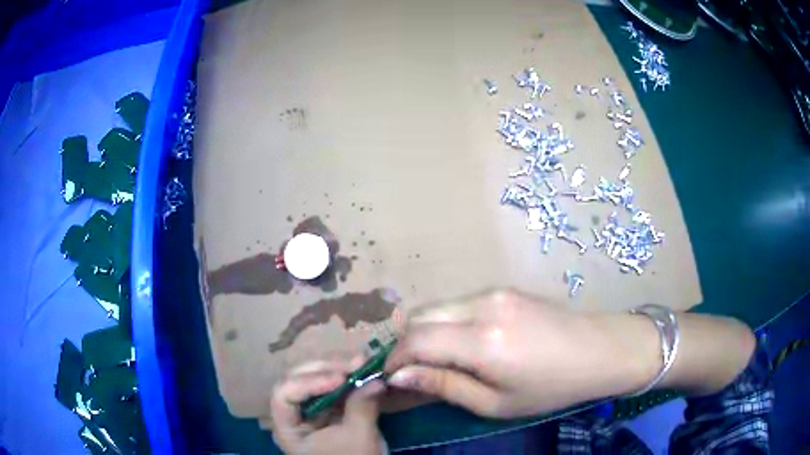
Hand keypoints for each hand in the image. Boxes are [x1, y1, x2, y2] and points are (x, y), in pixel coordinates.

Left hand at [270, 358, 384, 454]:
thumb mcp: (359, 438)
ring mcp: (310, 410)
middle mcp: (293, 415)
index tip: (339, 378)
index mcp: (288, 428)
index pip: (283, 395)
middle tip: (355, 362)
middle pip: (297, 380)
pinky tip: (362, 370)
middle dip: (326, 369)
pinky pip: (332, 387)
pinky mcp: (327, 409)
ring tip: (362, 362)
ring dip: (338, 368)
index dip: (308, 382)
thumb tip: (376, 378)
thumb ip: (363, 407)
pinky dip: (347, 377)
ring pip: (313, 379)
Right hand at [384, 289, 658, 417]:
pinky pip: (458, 303)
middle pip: (419, 315)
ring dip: (426, 332)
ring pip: (437, 306)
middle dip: (406, 343)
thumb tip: (399, 376)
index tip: (390, 377)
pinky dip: (446, 322)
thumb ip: (444, 385)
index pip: (416, 340)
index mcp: (484, 340)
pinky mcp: (503, 288)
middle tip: (413, 371)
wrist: (598, 350)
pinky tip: (464, 344)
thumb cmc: (550, 387)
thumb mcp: (495, 403)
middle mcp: (483, 305)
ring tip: (438, 359)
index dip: (395, 358)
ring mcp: (494, 291)